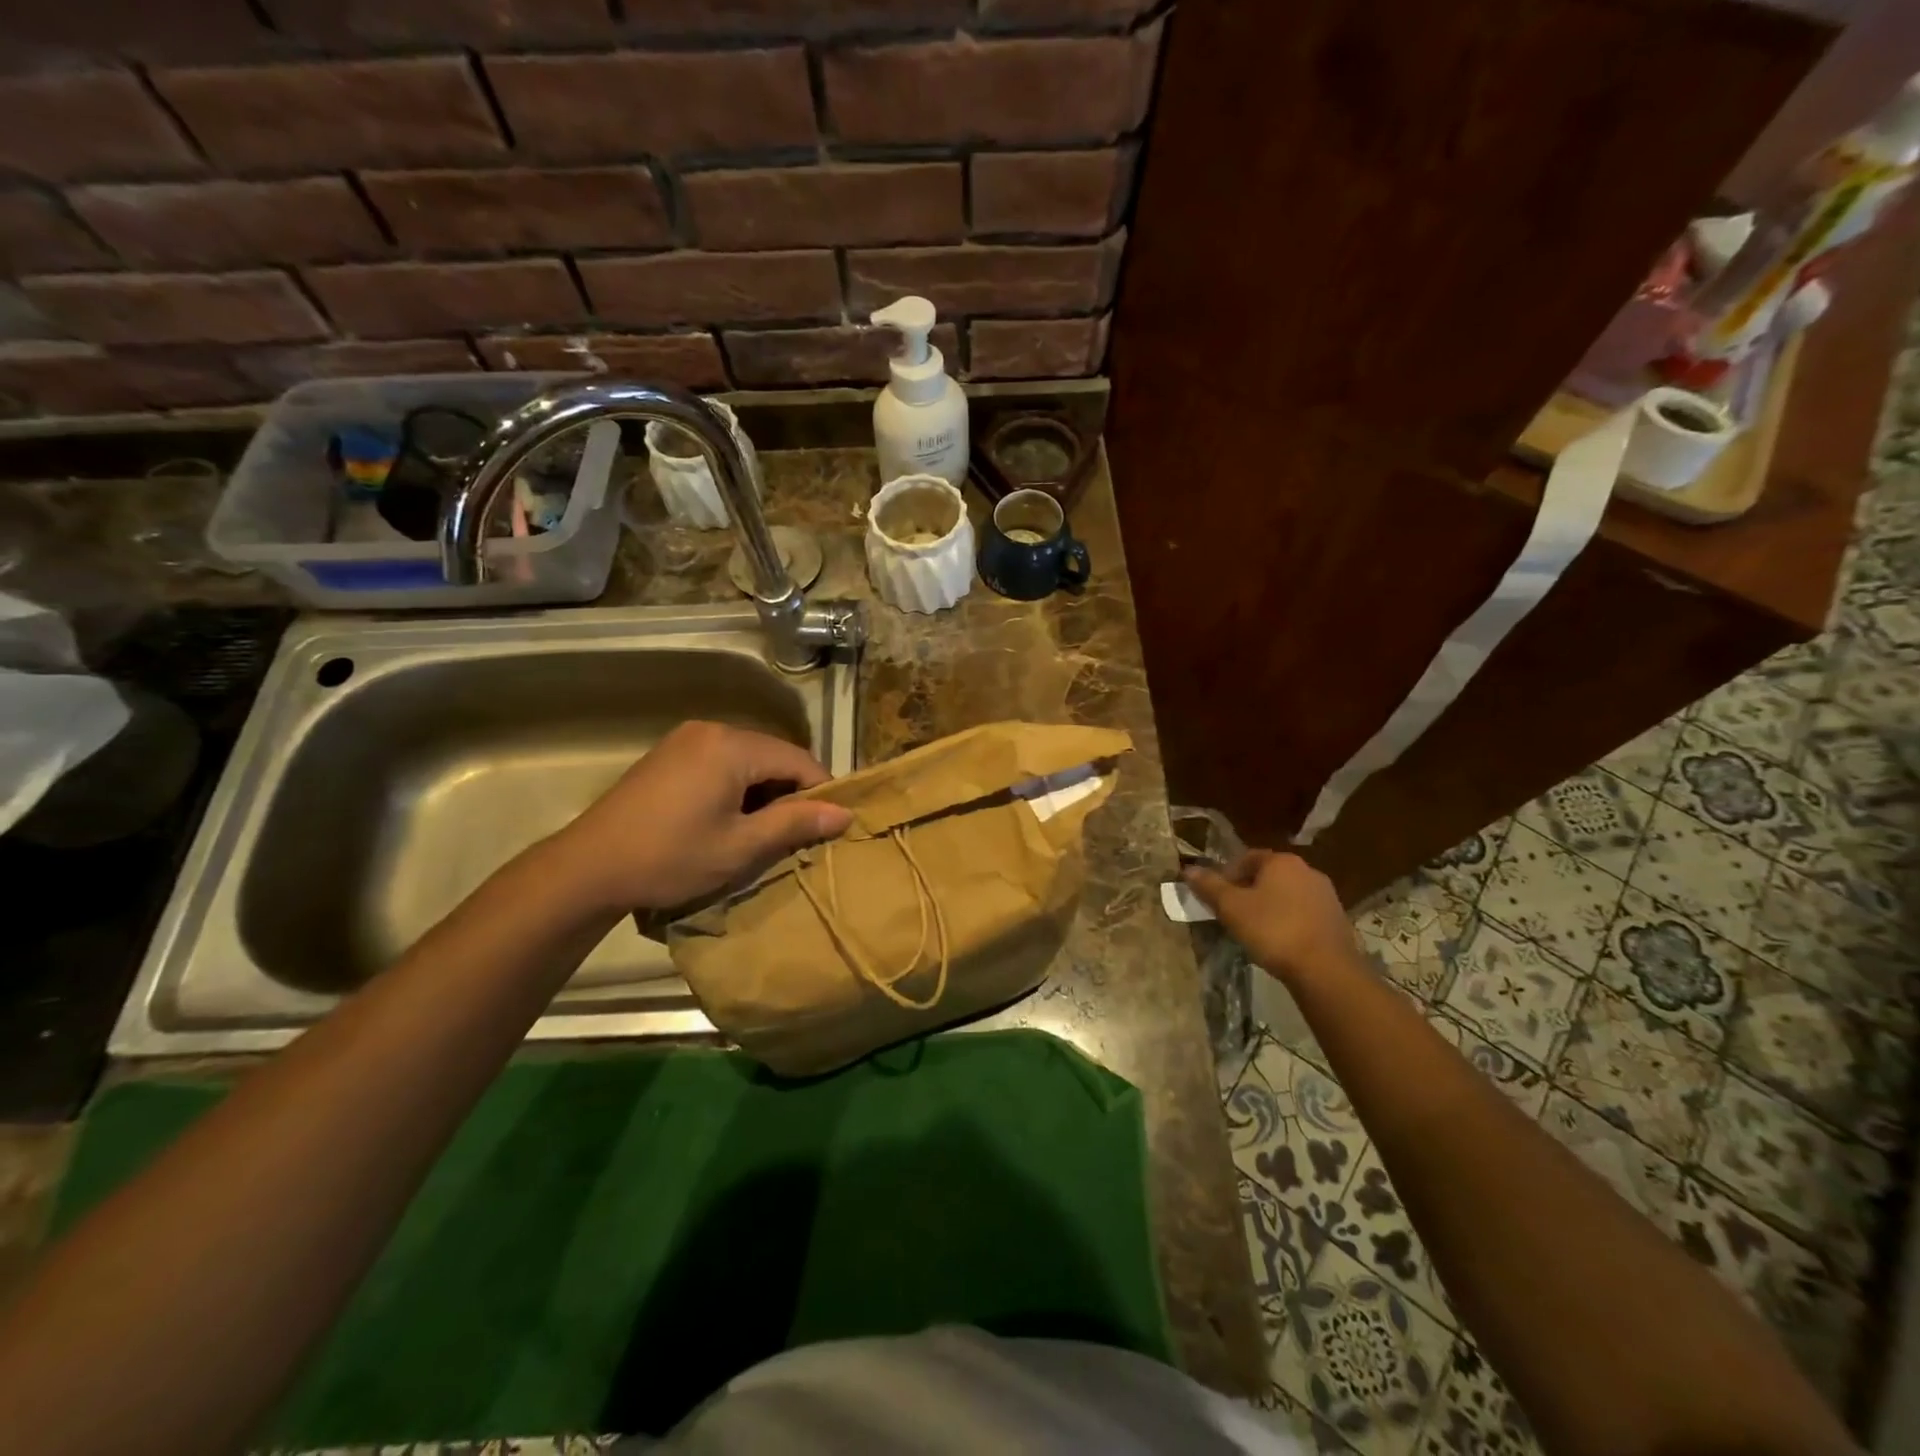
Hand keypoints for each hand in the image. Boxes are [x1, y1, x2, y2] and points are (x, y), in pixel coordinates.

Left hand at [546, 721, 853, 915]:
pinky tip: (729, 819)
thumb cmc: (671, 857)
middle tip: (796, 834)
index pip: (799, 760)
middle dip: (791, 792)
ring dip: (764, 791)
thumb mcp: (741, 847)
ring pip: (748, 759)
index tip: (830, 827)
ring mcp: (686, 739)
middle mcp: (712, 730)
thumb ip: (795, 824)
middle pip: (773, 755)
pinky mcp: (669, 754)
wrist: (588, 868)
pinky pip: (722, 762)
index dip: (822, 792)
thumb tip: (845, 813)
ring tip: (764, 831)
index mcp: (733, 746)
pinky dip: (737, 786)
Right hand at [1183, 850, 1356, 981]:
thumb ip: (1209, 886)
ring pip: (1287, 894)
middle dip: (1248, 890)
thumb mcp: (1231, 908)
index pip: (1246, 858)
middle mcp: (1307, 870)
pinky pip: (1303, 912)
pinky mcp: (1337, 918)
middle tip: (1232, 913)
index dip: (1227, 875)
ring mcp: (1326, 895)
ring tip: (1254, 929)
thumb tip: (1188, 869)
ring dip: (1269, 906)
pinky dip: (1288, 920)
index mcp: (1281, 861)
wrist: (1326, 969)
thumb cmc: (1273, 930)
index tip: (1216, 896)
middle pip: (1268, 875)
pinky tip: (1279, 940)